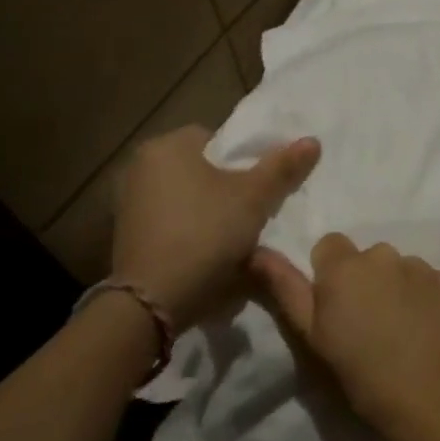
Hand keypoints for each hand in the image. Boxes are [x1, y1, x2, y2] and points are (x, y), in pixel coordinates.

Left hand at [110, 126, 319, 331]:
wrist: (153, 302)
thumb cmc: (205, 233)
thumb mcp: (254, 198)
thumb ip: (282, 167)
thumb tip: (312, 140)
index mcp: (166, 146)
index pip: (216, 139)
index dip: (244, 160)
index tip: (261, 185)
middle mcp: (140, 166)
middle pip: (201, 168)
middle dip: (227, 186)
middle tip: (255, 208)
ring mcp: (129, 203)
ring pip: (187, 197)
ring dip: (210, 210)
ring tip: (238, 233)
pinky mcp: (127, 235)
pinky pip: (171, 221)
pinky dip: (191, 230)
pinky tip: (210, 251)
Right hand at [251, 234, 439, 440]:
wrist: (438, 402)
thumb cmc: (364, 378)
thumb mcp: (313, 338)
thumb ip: (285, 288)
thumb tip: (257, 250)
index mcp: (345, 266)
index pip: (328, 245)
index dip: (327, 276)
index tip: (333, 310)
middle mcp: (384, 254)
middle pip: (365, 258)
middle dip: (362, 282)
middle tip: (364, 327)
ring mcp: (421, 266)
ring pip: (397, 268)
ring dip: (392, 288)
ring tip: (397, 332)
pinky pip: (427, 281)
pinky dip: (422, 297)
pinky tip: (424, 331)